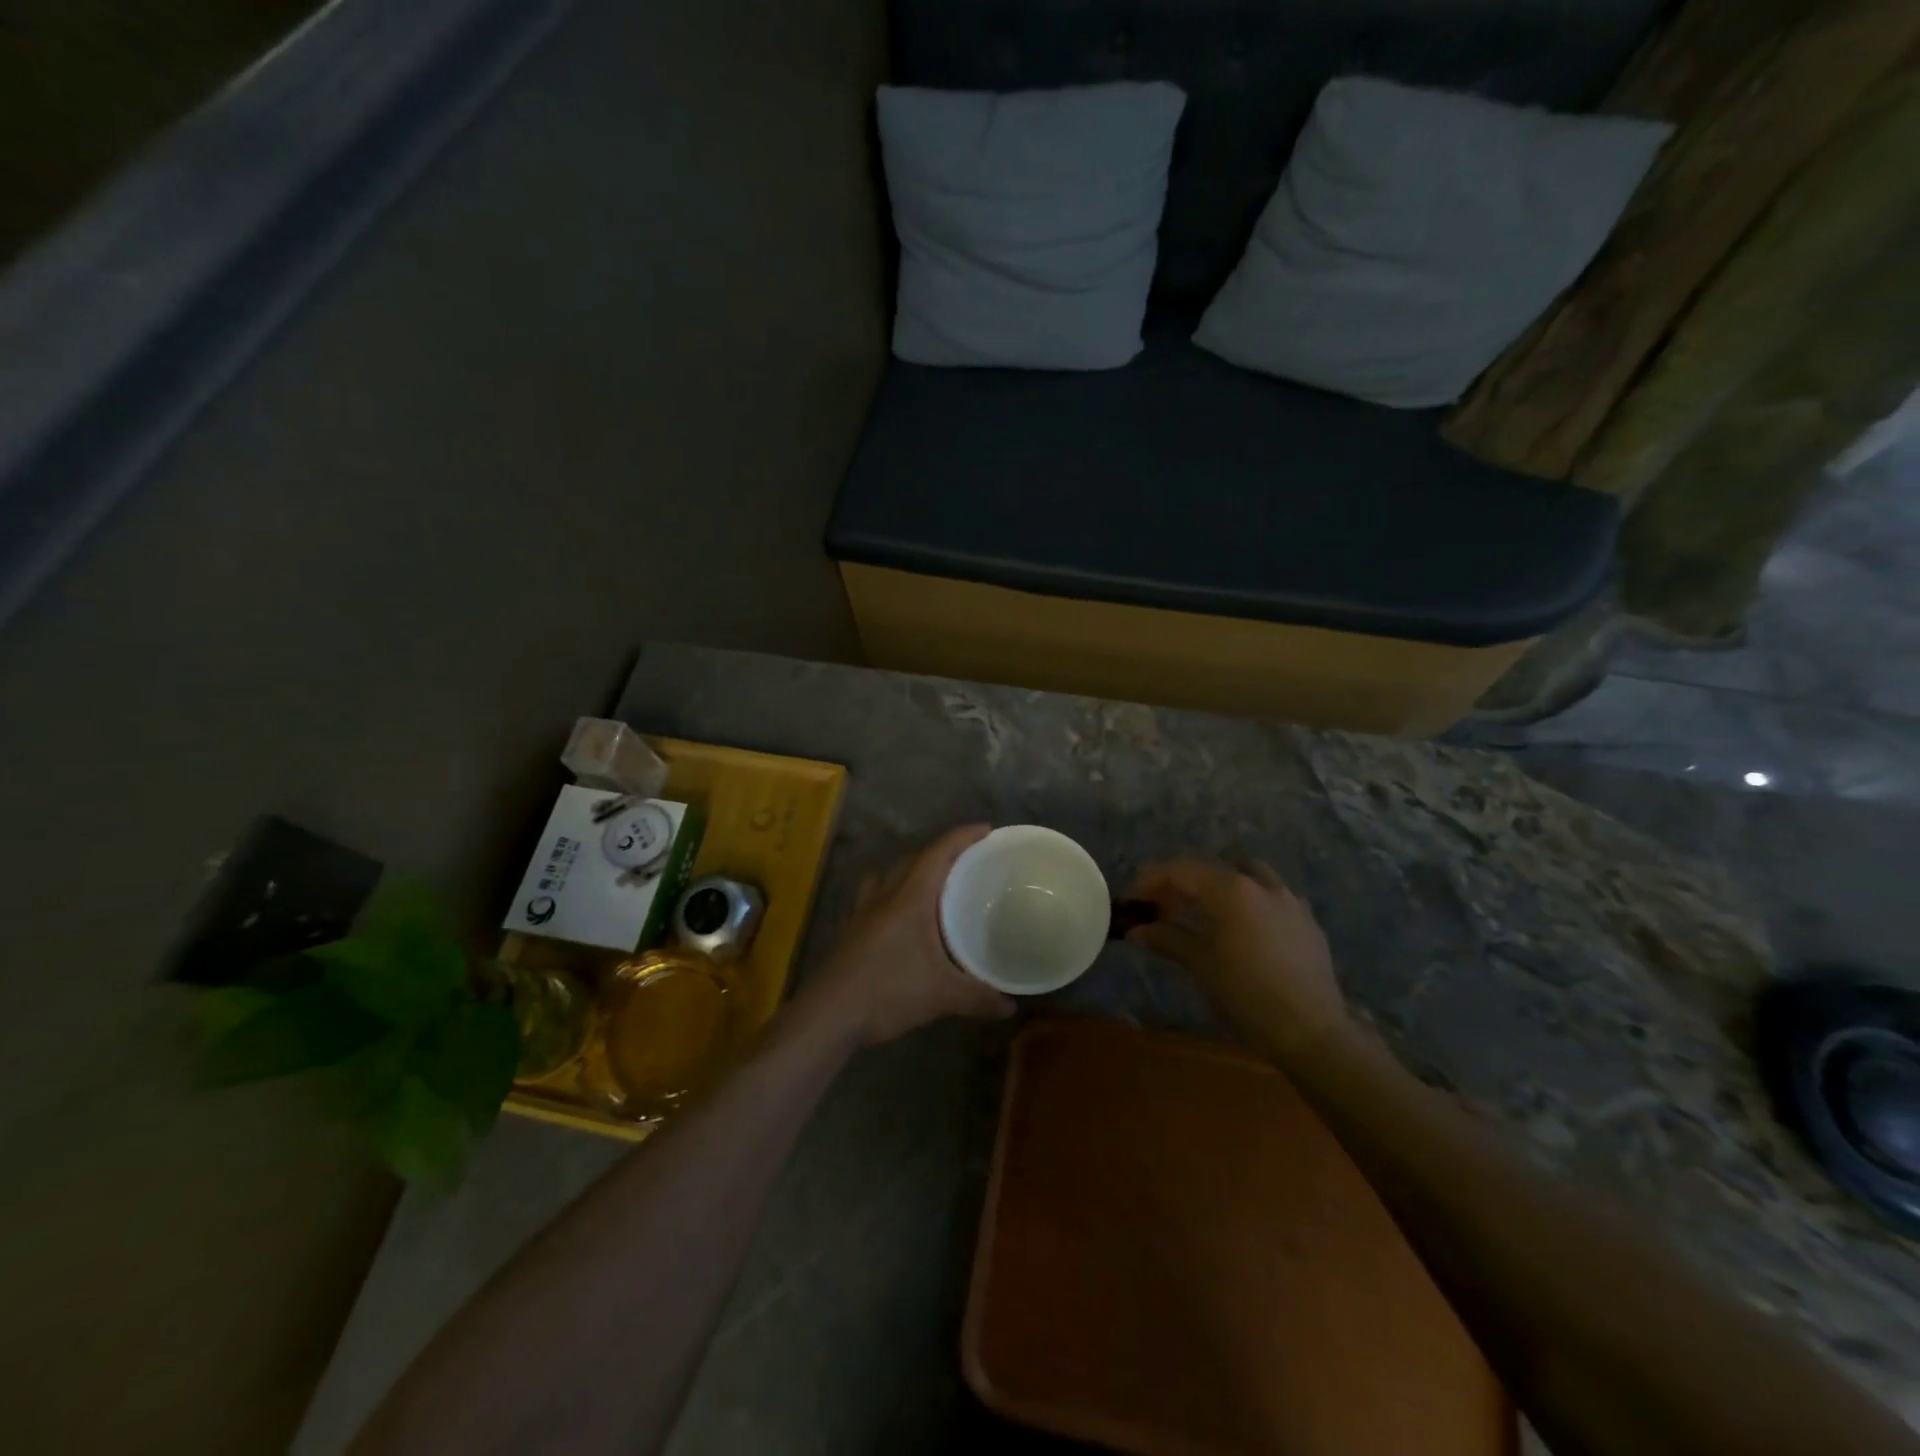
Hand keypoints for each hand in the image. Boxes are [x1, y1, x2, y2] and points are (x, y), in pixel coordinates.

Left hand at [797, 825, 1014, 1046]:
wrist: (828, 1015)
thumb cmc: (888, 991)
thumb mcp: (942, 995)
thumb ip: (979, 996)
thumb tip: (1010, 1007)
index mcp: (910, 896)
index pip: (939, 852)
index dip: (963, 837)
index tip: (987, 830)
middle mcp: (885, 894)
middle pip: (913, 859)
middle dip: (940, 853)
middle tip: (967, 863)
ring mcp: (862, 911)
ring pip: (888, 875)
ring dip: (910, 871)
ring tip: (932, 886)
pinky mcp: (850, 930)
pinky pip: (873, 897)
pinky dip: (891, 895)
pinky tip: (900, 918)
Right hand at [1126, 859, 1348, 1060]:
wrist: (1312, 1031)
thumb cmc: (1247, 995)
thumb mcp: (1201, 965)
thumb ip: (1167, 939)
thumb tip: (1135, 930)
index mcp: (1231, 890)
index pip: (1181, 870)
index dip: (1152, 879)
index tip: (1135, 898)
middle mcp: (1260, 884)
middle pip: (1211, 869)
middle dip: (1183, 884)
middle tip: (1162, 907)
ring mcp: (1288, 900)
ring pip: (1247, 874)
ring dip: (1220, 885)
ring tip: (1204, 912)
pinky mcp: (1306, 921)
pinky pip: (1270, 896)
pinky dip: (1248, 901)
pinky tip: (1243, 929)